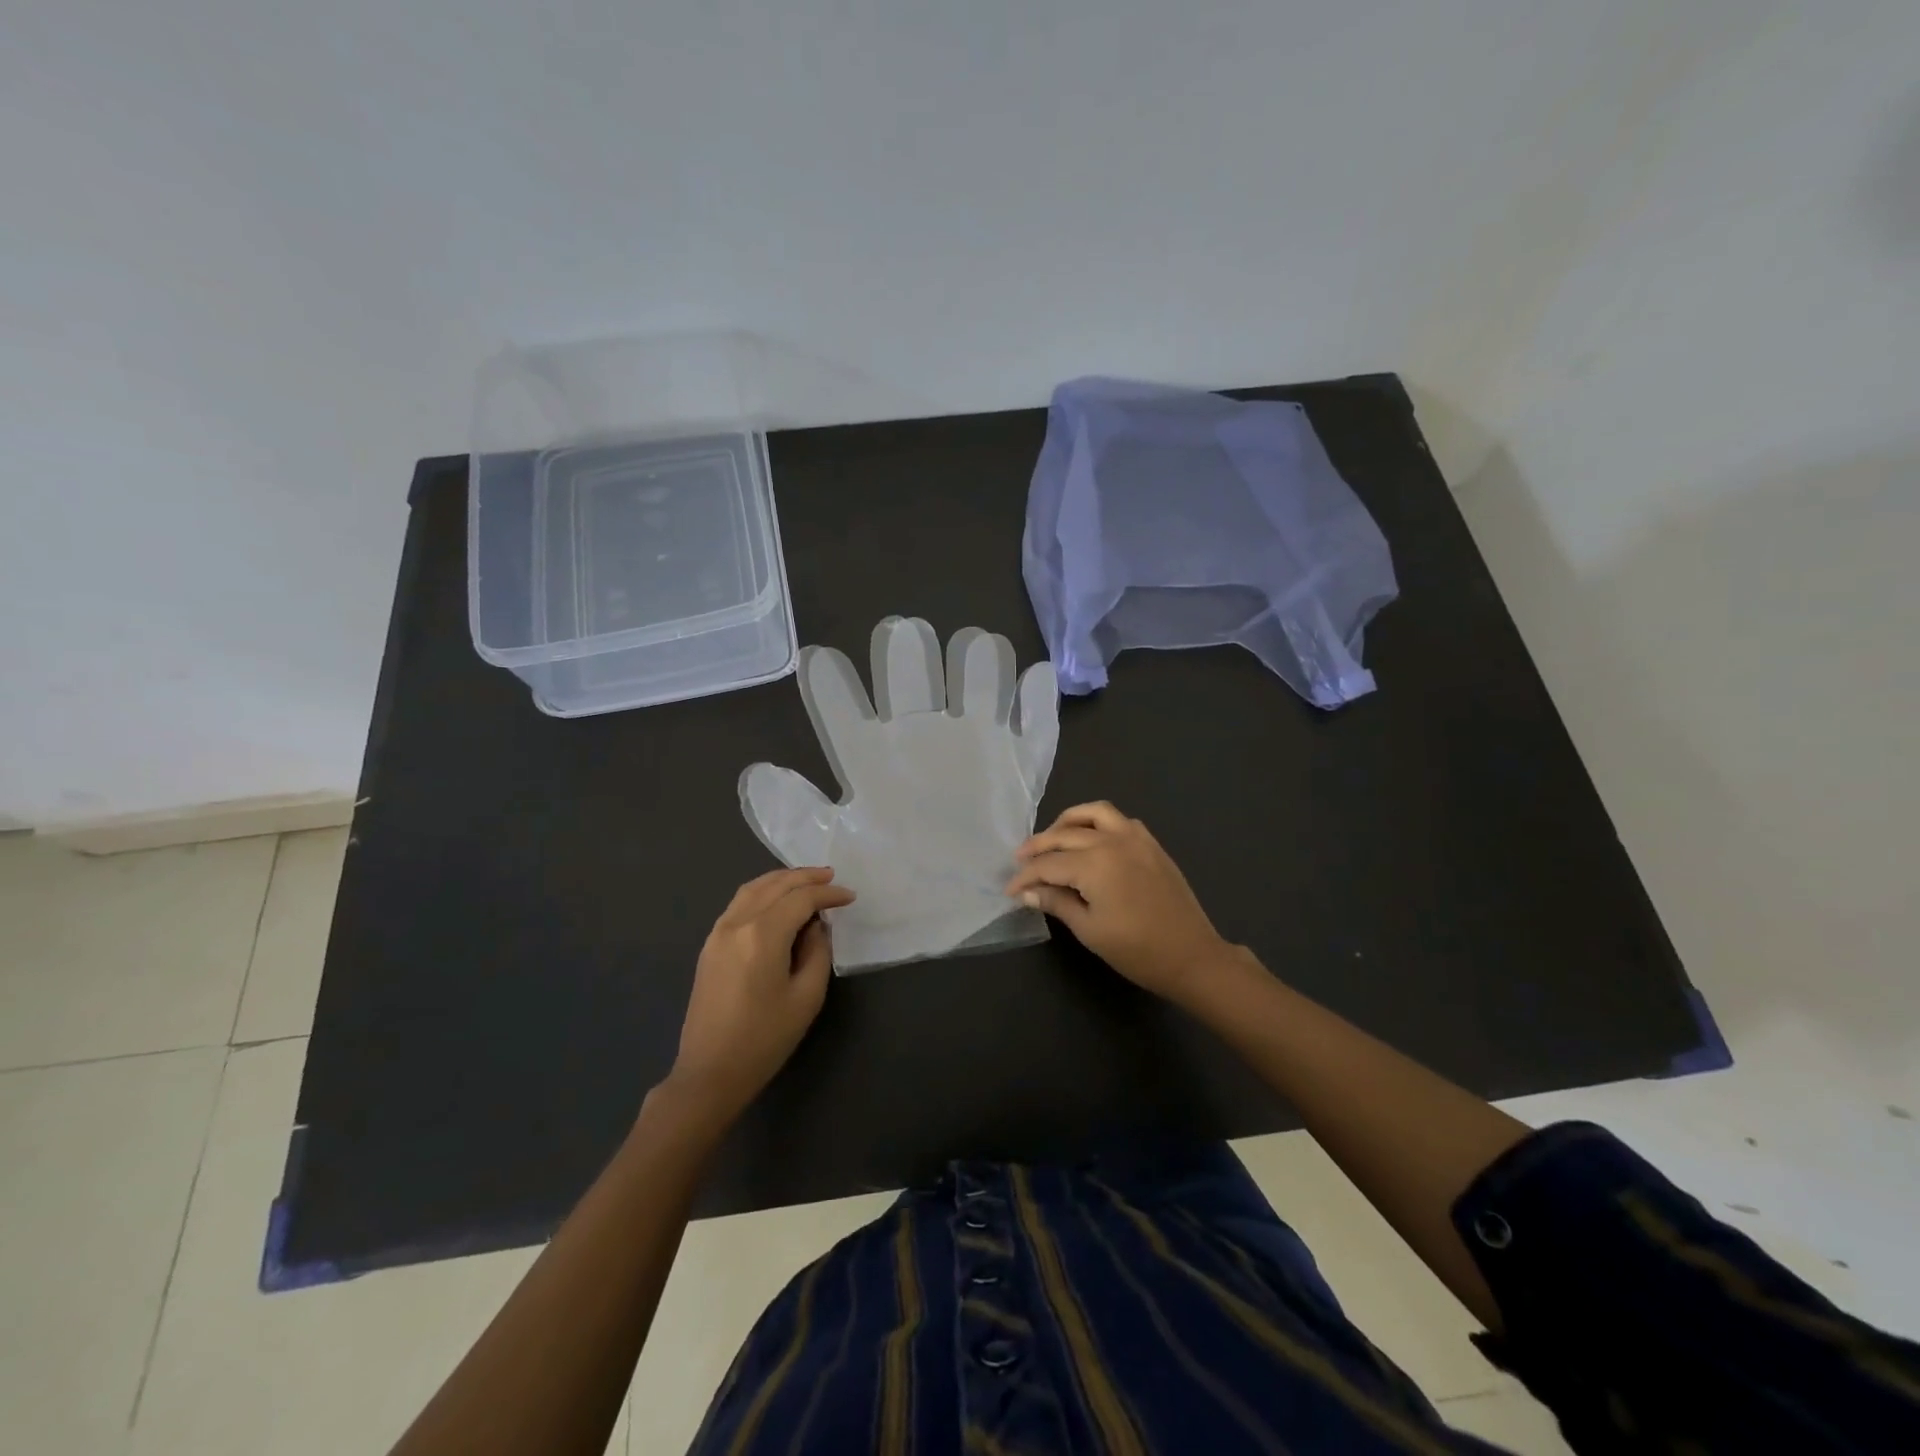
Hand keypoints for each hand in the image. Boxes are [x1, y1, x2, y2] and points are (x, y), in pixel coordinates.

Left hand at [666, 867, 854, 1119]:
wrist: (710, 1073)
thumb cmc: (764, 1039)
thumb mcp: (806, 997)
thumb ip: (817, 952)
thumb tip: (816, 926)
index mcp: (762, 935)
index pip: (801, 899)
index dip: (828, 894)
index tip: (850, 897)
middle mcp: (737, 923)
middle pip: (775, 885)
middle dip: (806, 878)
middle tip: (831, 877)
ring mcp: (718, 932)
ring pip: (753, 888)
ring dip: (782, 880)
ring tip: (806, 881)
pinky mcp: (710, 945)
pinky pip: (739, 903)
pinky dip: (762, 892)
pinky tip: (777, 901)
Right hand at [1005, 801, 1237, 1003]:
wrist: (1192, 956)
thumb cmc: (1137, 950)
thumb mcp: (1089, 929)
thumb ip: (1056, 902)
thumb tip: (1027, 891)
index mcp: (1094, 863)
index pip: (1048, 864)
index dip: (1025, 876)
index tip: (1009, 889)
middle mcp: (1112, 841)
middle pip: (1064, 835)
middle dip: (1038, 847)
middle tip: (1020, 861)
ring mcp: (1135, 838)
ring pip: (1093, 813)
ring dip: (1067, 822)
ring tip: (1053, 839)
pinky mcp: (1151, 844)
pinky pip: (1119, 820)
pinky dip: (1098, 823)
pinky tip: (1090, 840)